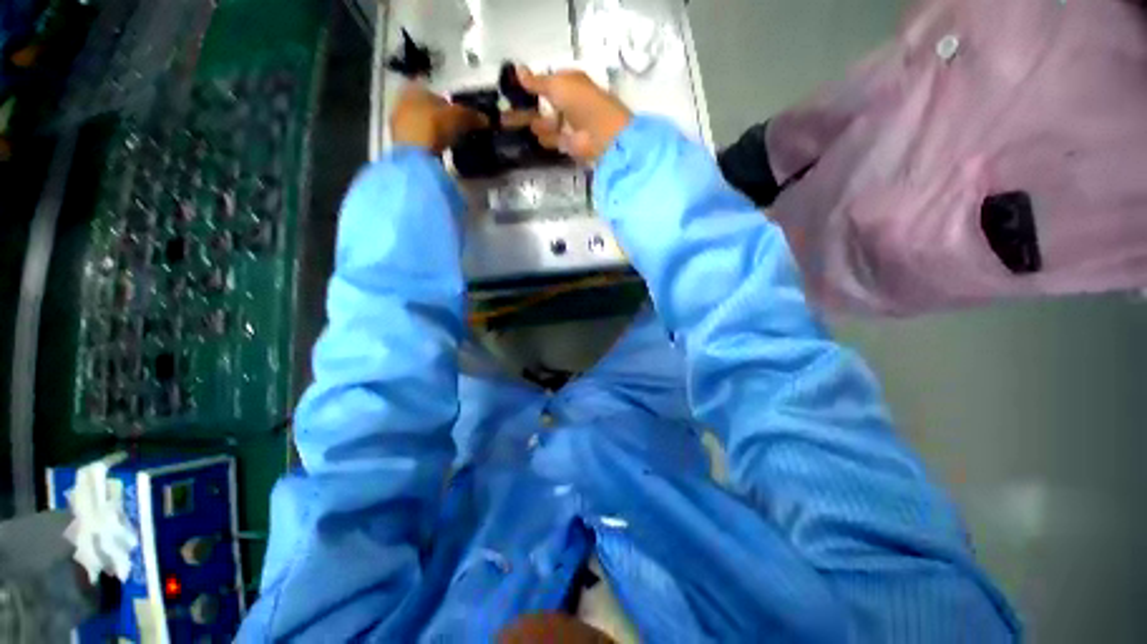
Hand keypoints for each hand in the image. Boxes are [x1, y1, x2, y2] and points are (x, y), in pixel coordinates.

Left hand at [390, 84, 488, 153]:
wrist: (413, 155)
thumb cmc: (434, 126)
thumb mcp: (459, 118)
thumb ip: (472, 116)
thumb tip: (486, 119)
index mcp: (415, 89)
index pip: (435, 93)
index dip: (449, 105)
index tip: (460, 117)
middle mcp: (402, 101)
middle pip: (426, 109)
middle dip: (440, 118)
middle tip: (455, 130)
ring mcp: (398, 123)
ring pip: (421, 124)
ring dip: (433, 132)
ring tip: (448, 143)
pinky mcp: (399, 143)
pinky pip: (417, 140)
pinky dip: (427, 144)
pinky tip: (437, 152)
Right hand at [515, 67, 632, 162]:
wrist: (600, 134)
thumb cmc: (581, 101)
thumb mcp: (556, 85)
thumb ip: (536, 81)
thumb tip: (517, 70)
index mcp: (569, 82)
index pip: (547, 82)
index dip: (531, 85)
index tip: (511, 90)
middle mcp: (569, 102)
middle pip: (543, 104)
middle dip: (525, 107)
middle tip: (502, 113)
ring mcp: (569, 124)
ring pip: (545, 123)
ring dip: (530, 123)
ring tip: (507, 124)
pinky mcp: (569, 144)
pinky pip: (551, 139)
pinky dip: (542, 138)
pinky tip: (528, 136)